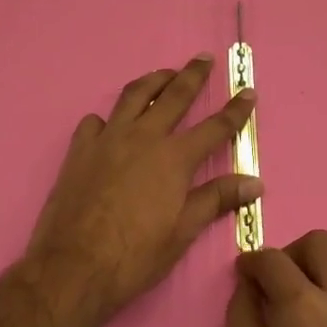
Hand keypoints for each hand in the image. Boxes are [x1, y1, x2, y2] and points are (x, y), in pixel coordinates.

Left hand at [25, 56, 258, 325]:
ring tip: (163, 75)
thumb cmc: (135, 255)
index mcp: (174, 158)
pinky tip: (109, 124)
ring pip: (134, 96)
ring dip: (153, 81)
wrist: (72, 268)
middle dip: (193, 75)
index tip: (248, 91)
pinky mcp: (80, 150)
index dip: (235, 110)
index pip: (215, 127)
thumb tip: (255, 182)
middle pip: (174, 95)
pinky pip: (95, 122)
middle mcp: (144, 137)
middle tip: (203, 58)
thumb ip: (217, 199)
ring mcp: (108, 140)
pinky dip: (107, 118)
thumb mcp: (183, 231)